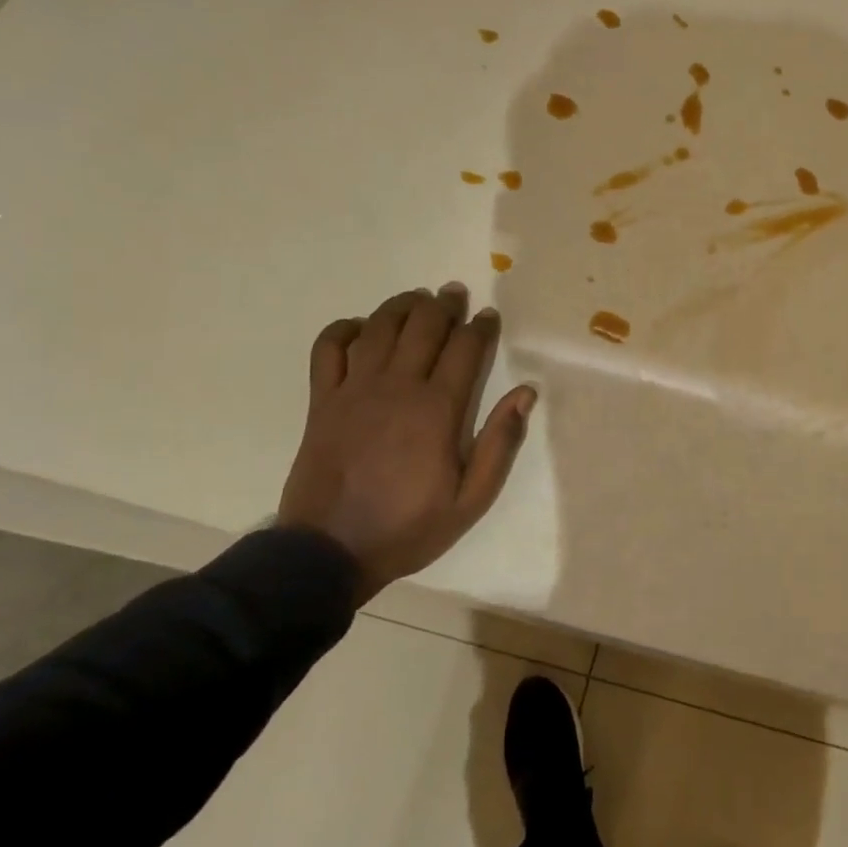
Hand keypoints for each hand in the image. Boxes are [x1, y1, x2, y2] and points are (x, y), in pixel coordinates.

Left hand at [278, 284, 536, 603]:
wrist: (330, 552)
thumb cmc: (409, 526)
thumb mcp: (471, 499)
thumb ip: (500, 443)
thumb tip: (524, 393)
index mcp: (437, 409)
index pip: (465, 348)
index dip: (481, 327)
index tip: (489, 317)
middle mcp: (397, 387)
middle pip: (423, 326)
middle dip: (444, 305)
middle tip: (456, 294)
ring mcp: (354, 391)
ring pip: (380, 328)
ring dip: (402, 306)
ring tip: (418, 298)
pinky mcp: (323, 401)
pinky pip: (328, 349)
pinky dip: (344, 329)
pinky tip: (360, 327)